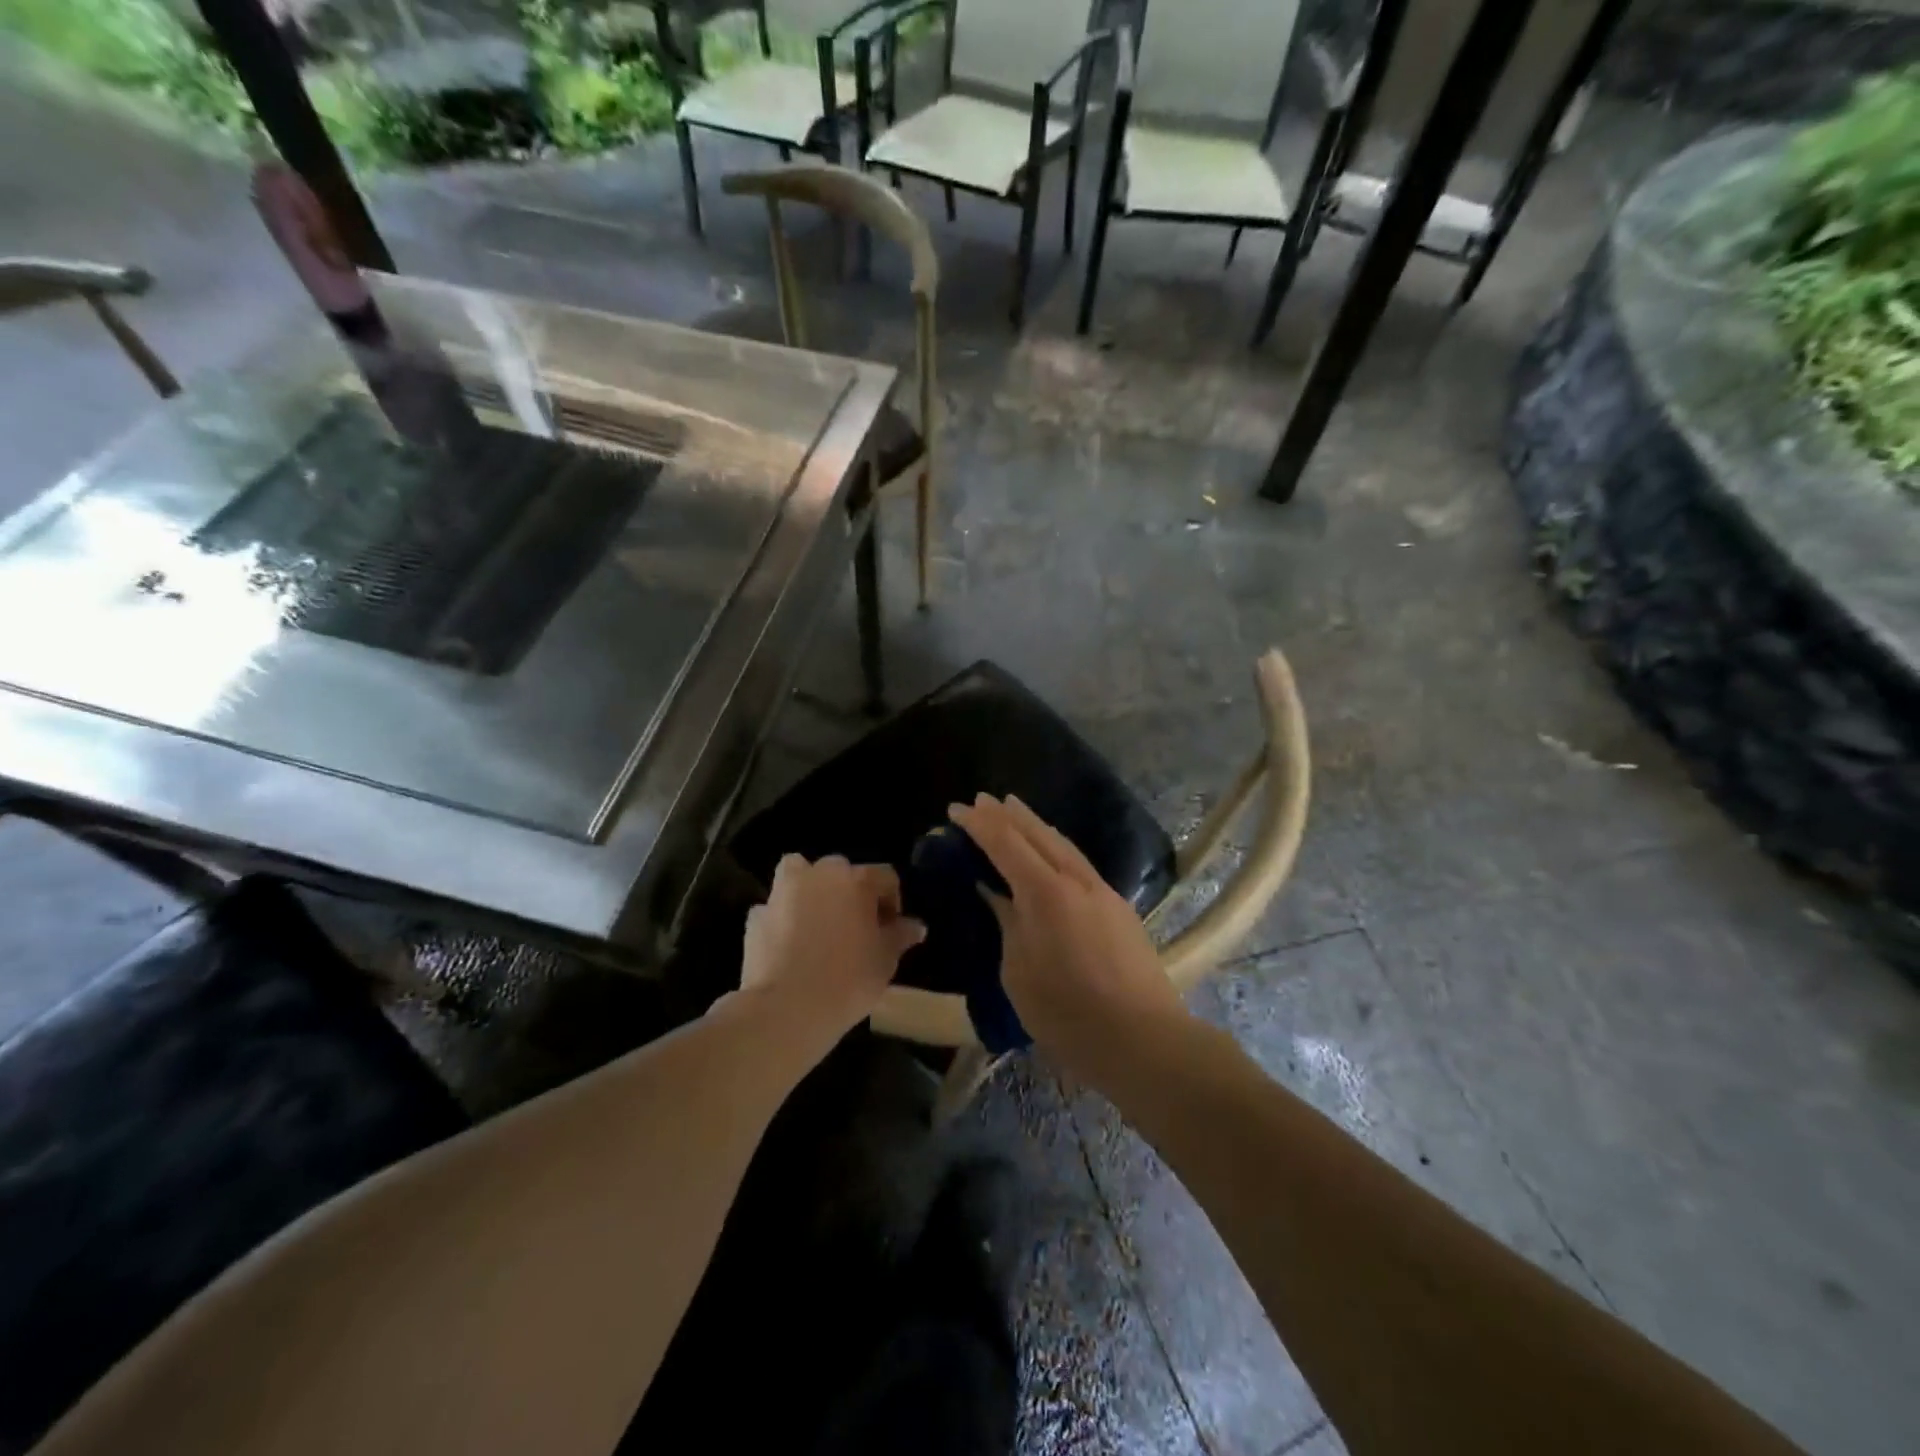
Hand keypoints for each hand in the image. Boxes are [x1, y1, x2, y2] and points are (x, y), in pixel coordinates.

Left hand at [736, 854, 925, 1060]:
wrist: (787, 1008)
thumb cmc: (848, 980)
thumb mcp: (886, 960)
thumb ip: (900, 936)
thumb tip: (916, 926)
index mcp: (856, 880)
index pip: (885, 877)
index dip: (892, 901)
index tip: (891, 929)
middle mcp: (819, 874)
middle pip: (842, 871)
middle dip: (851, 893)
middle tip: (856, 927)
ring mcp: (783, 892)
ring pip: (799, 874)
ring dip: (810, 889)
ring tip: (817, 922)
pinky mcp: (756, 915)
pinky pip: (776, 908)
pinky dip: (782, 918)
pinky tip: (788, 944)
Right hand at [949, 794, 1188, 1086]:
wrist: (1143, 1039)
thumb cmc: (1067, 1014)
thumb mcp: (1018, 972)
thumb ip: (1008, 924)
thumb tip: (998, 896)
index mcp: (1046, 893)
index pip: (1005, 844)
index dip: (979, 824)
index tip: (957, 809)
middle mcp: (1077, 880)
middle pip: (1038, 834)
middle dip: (1008, 815)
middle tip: (983, 799)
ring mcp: (1103, 892)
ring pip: (1063, 845)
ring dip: (1035, 825)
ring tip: (1014, 811)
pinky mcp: (1119, 908)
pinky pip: (1078, 863)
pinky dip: (1055, 848)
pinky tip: (1050, 854)